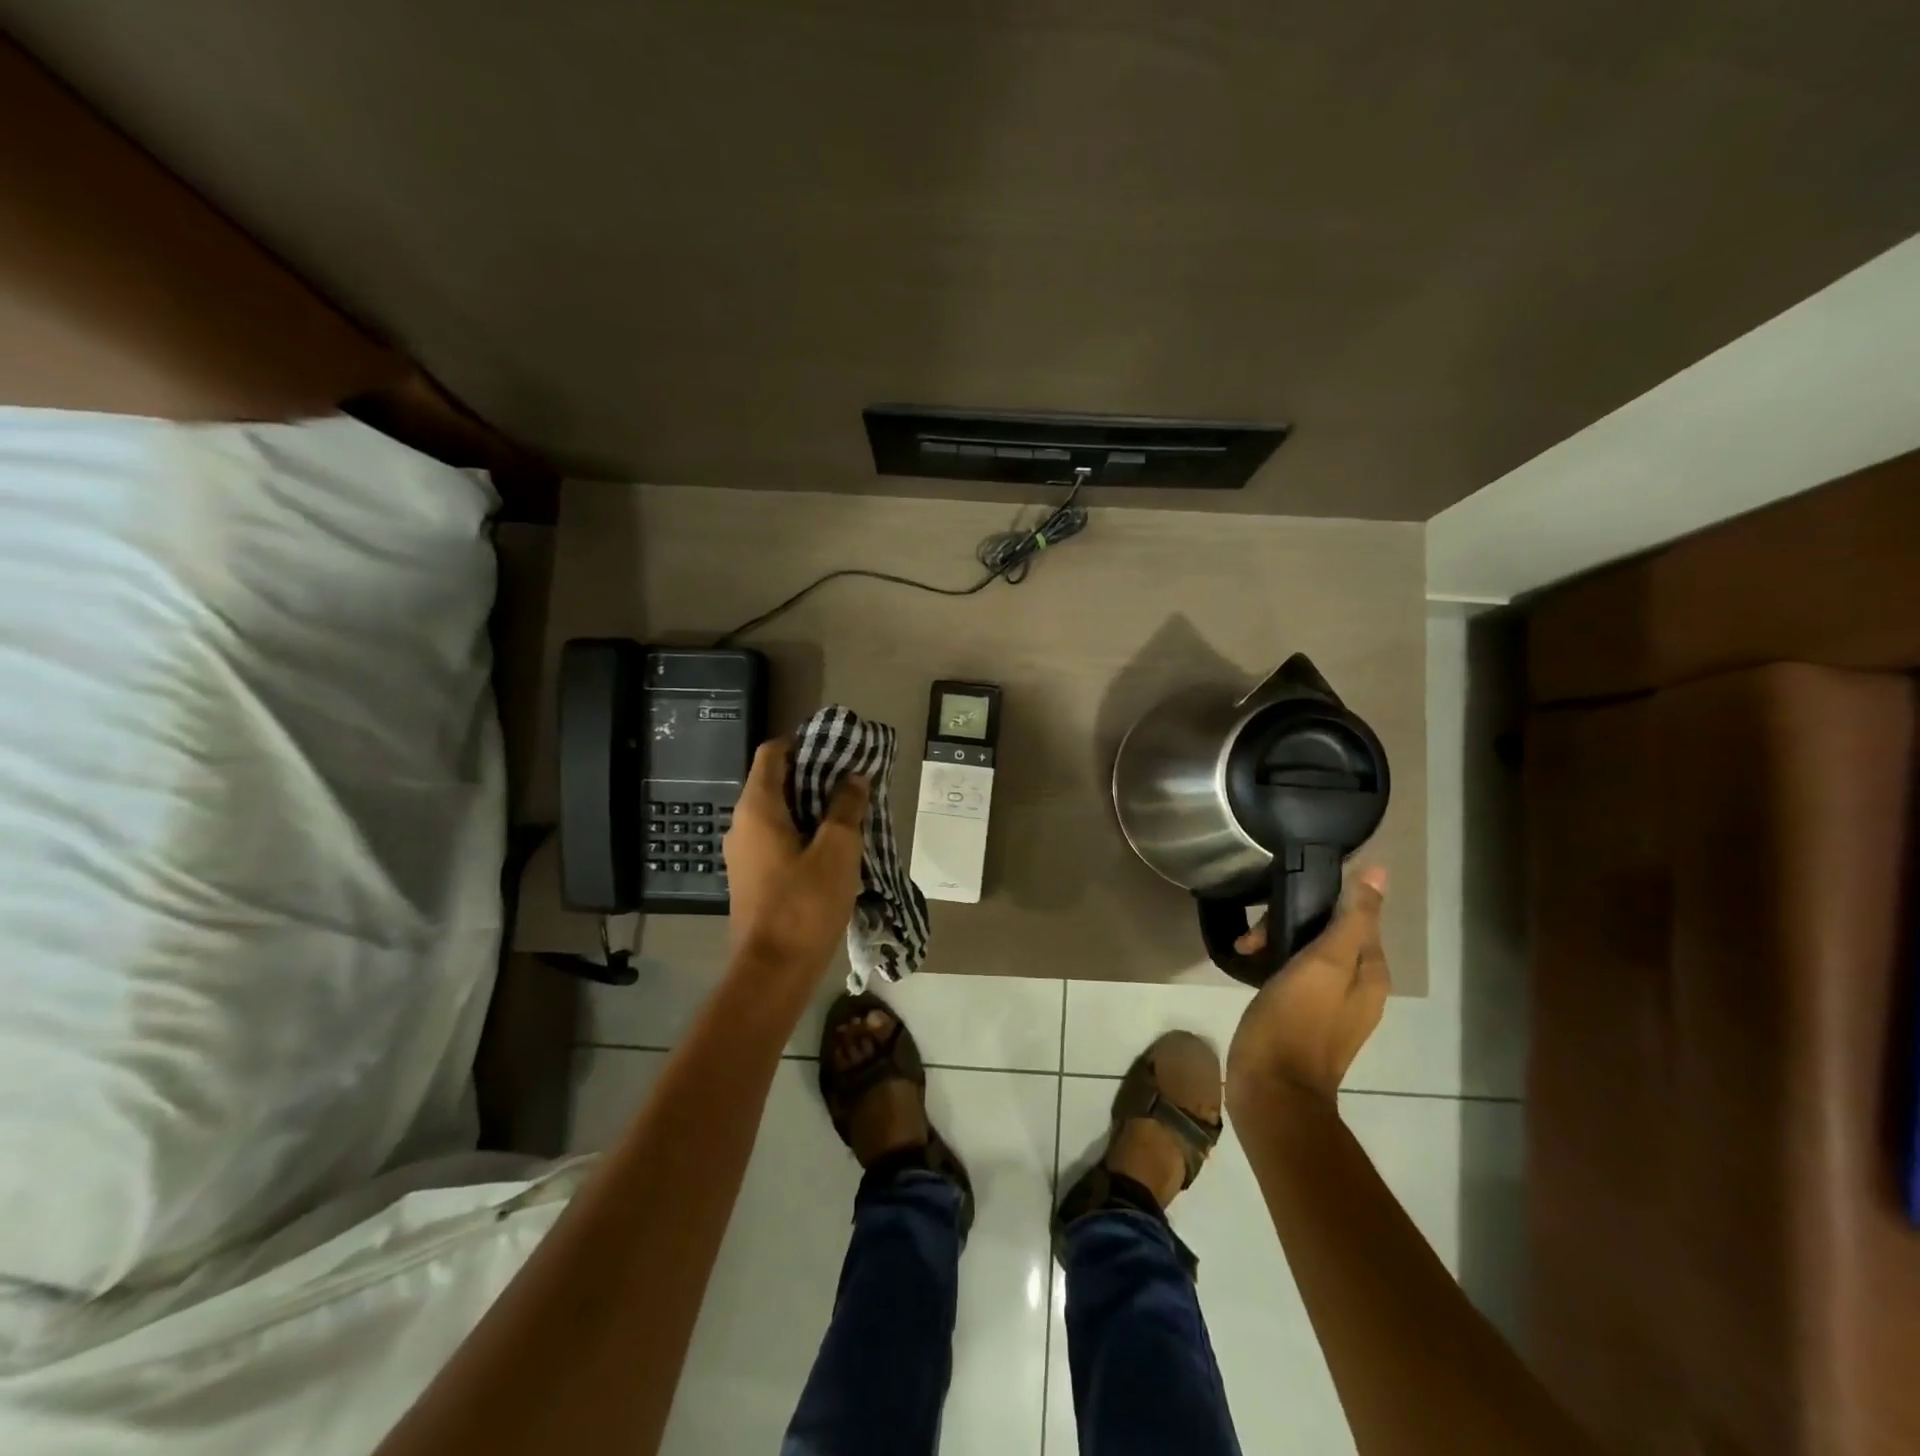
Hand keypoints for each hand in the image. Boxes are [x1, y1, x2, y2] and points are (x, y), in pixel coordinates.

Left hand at [722, 739, 869, 981]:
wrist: (772, 971)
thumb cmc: (805, 905)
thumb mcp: (837, 850)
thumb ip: (845, 807)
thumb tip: (853, 777)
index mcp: (757, 808)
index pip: (772, 753)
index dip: (803, 743)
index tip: (838, 749)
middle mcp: (742, 824)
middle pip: (775, 781)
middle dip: (813, 775)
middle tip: (852, 779)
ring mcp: (744, 852)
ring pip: (778, 812)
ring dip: (811, 805)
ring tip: (849, 810)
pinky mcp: (752, 876)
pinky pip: (777, 837)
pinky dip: (802, 831)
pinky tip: (832, 845)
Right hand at [1226, 866, 1388, 1114]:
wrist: (1272, 1088)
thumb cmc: (1297, 1020)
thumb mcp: (1325, 962)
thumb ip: (1352, 918)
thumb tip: (1377, 873)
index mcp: (1370, 973)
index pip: (1355, 916)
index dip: (1319, 902)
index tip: (1281, 901)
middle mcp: (1356, 987)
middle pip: (1328, 934)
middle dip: (1289, 924)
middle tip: (1255, 936)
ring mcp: (1329, 1005)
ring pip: (1306, 953)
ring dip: (1275, 942)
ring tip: (1245, 950)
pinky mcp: (1302, 1017)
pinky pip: (1292, 974)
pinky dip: (1272, 964)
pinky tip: (1250, 967)